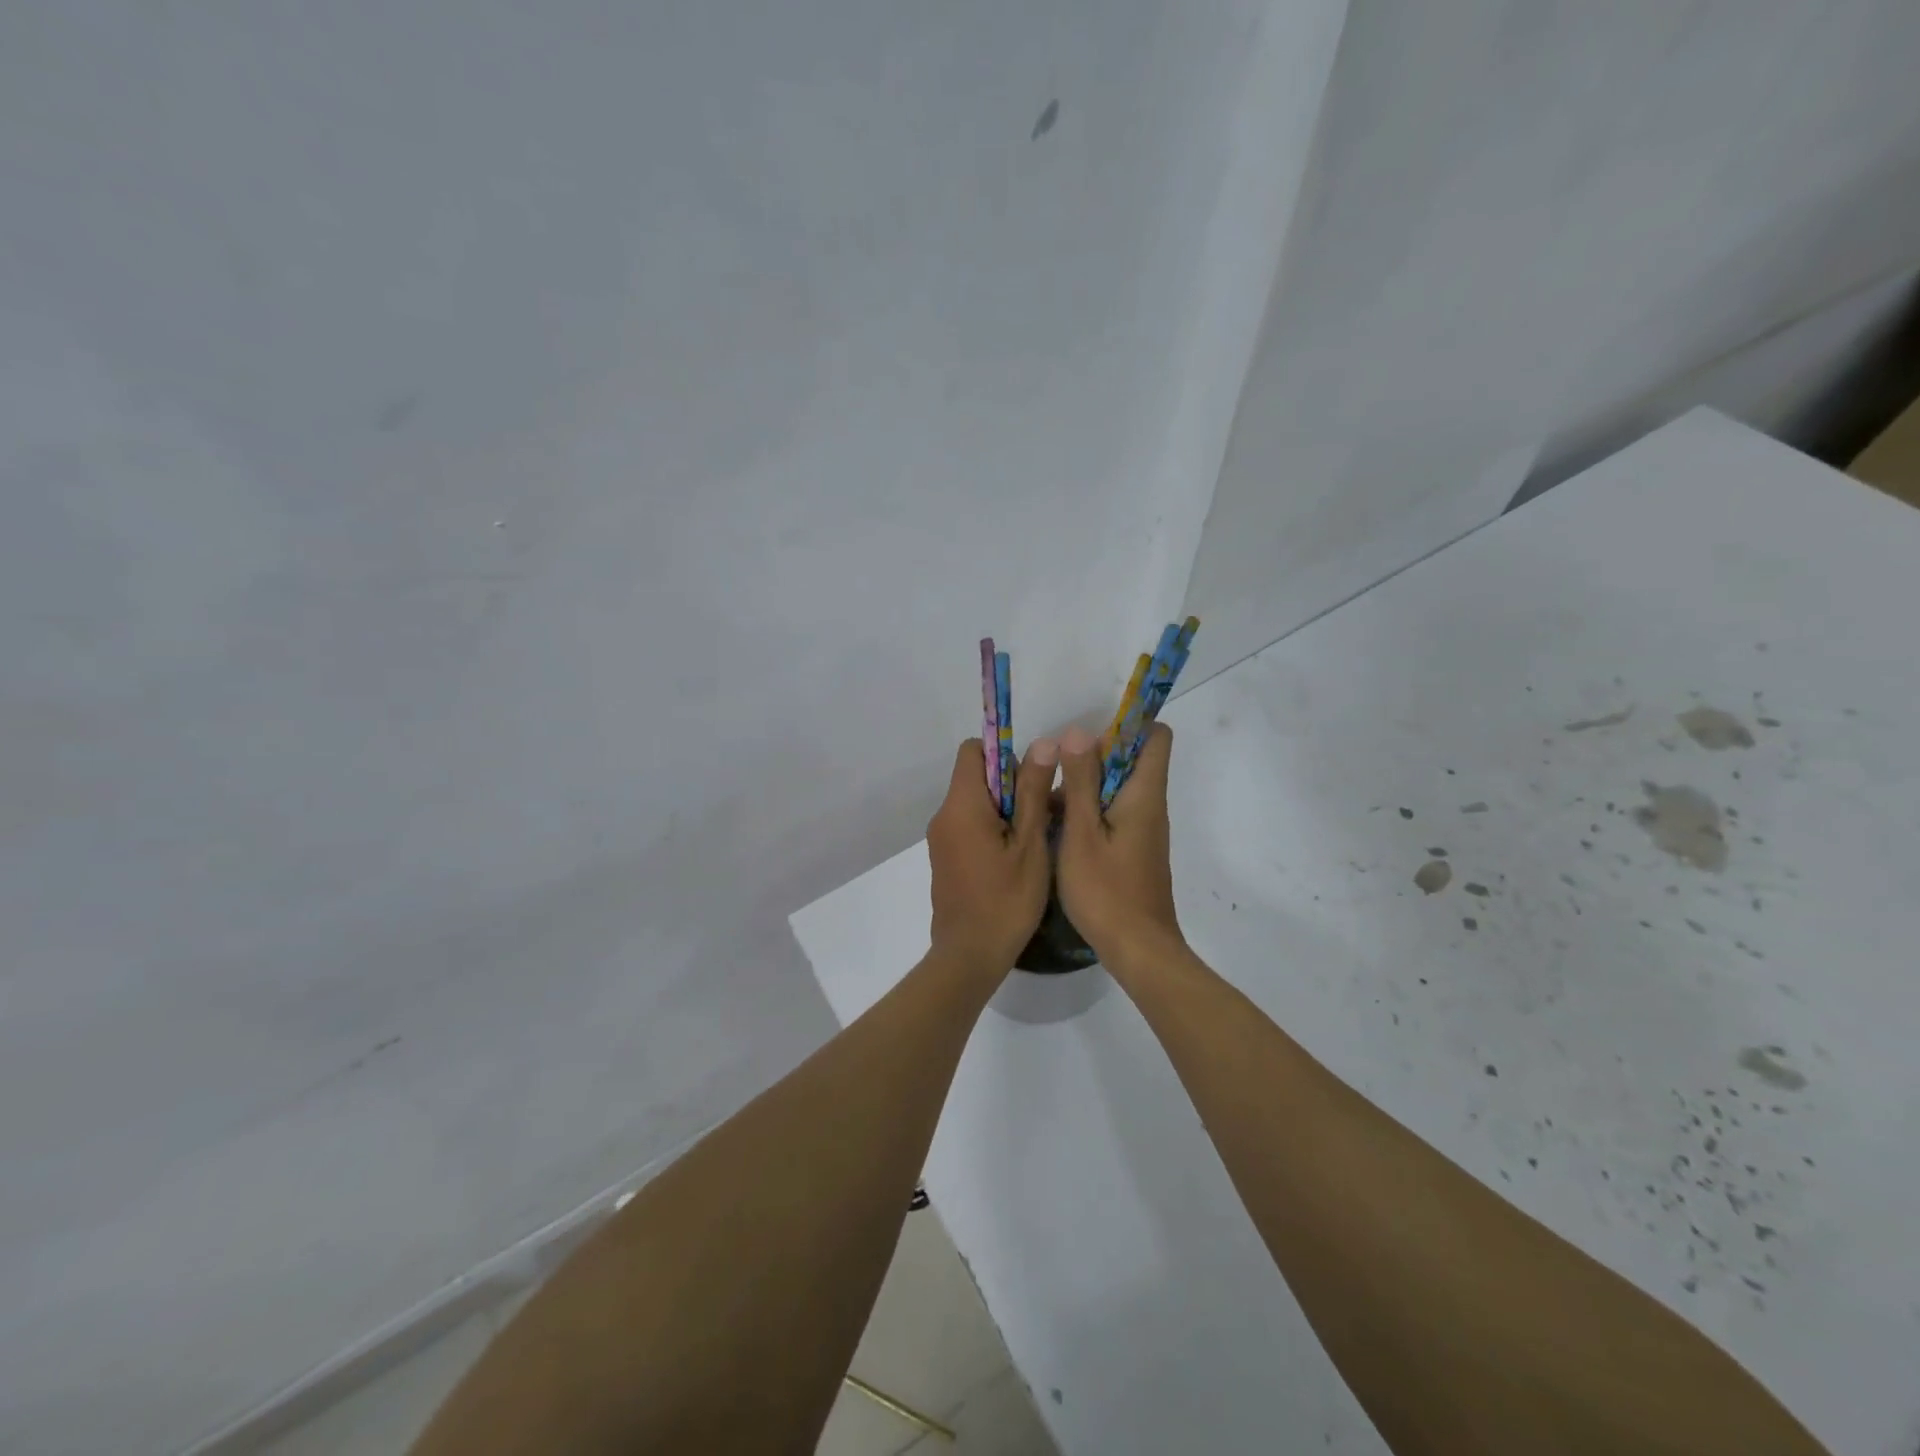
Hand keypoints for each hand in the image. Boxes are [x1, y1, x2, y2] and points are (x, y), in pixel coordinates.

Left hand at [926, 737, 1058, 974]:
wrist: (969, 956)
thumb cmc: (1006, 900)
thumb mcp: (1030, 843)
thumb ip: (1033, 791)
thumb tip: (1042, 743)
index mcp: (961, 805)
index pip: (972, 750)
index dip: (1003, 754)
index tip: (1030, 780)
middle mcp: (944, 815)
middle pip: (975, 777)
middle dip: (1010, 786)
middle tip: (1041, 814)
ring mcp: (941, 839)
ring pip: (975, 804)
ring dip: (1005, 810)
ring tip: (1034, 839)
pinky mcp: (945, 858)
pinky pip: (969, 826)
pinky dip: (992, 830)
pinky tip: (1016, 859)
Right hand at [1055, 722, 1184, 968]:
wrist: (1137, 949)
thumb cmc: (1107, 890)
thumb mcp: (1082, 832)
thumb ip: (1080, 782)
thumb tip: (1078, 732)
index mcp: (1144, 794)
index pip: (1154, 736)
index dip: (1126, 725)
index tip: (1087, 736)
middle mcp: (1149, 806)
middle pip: (1129, 760)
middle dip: (1091, 758)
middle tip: (1054, 773)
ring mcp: (1142, 829)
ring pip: (1115, 789)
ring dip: (1083, 788)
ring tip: (1044, 804)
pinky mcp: (1133, 849)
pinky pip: (1111, 814)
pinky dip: (1086, 813)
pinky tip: (1055, 831)